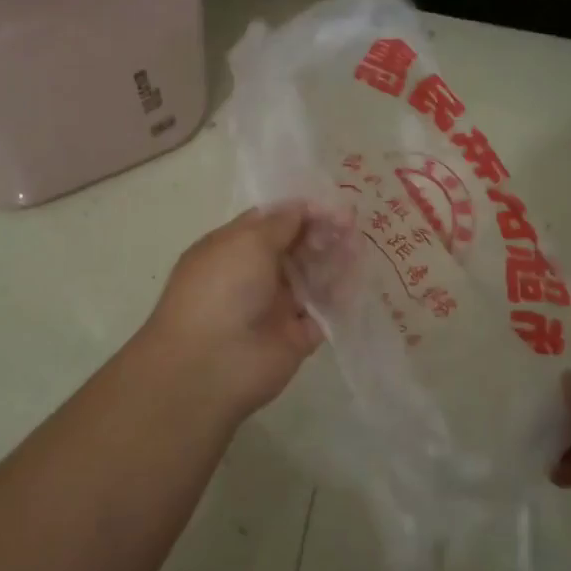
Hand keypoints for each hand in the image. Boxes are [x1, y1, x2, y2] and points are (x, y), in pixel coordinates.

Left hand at [135, 203, 345, 421]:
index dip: (301, 211)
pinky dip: (340, 296)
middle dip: (322, 233)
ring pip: (311, 277)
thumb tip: (302, 207)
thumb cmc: (223, 289)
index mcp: (232, 248)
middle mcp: (253, 275)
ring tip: (358, 246)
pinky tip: (358, 278)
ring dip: (334, 260)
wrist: (212, 364)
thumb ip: (281, 223)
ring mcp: (275, 306)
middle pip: (294, 247)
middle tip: (350, 225)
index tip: (332, 205)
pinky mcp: (296, 337)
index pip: (271, 222)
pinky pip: (324, 312)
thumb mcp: (247, 242)